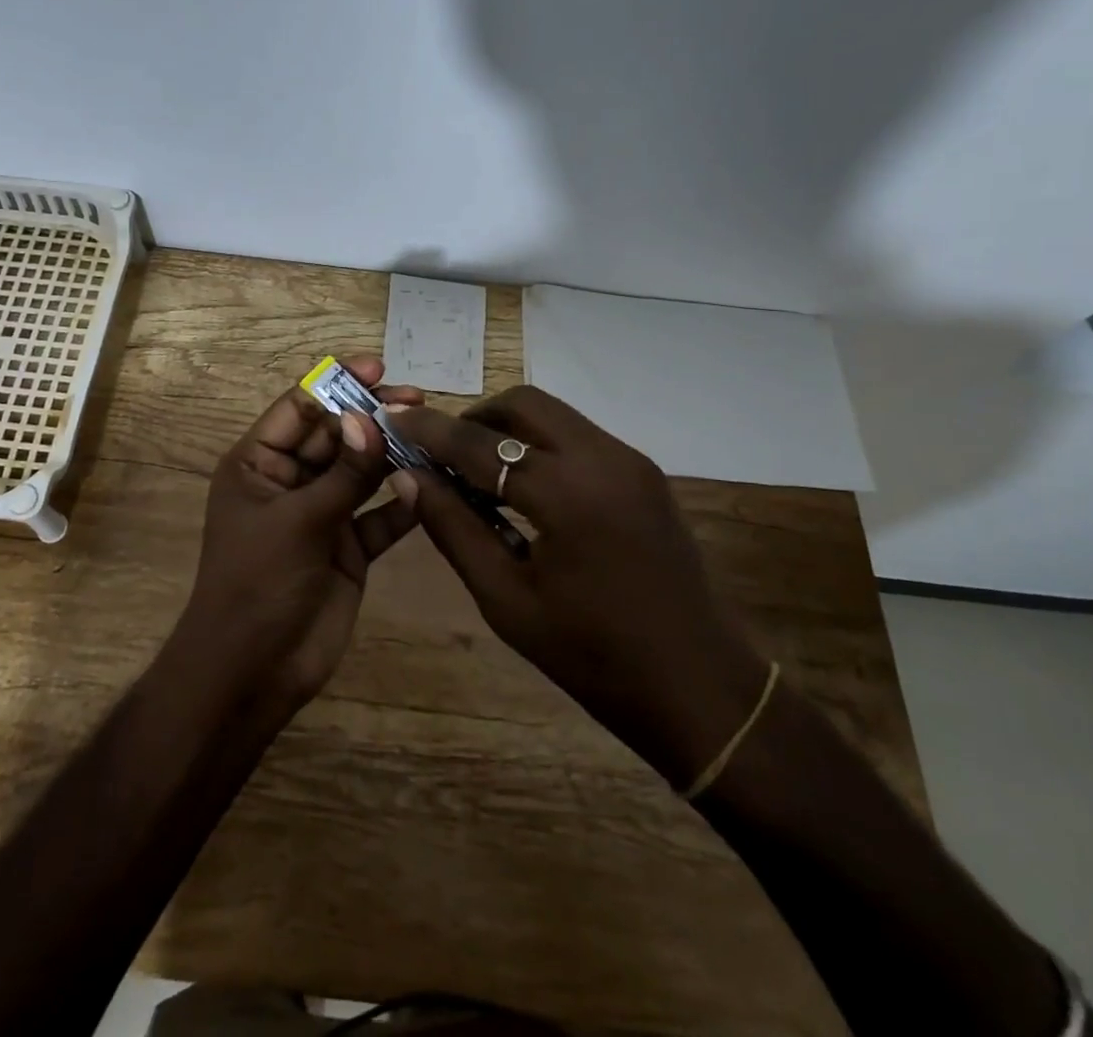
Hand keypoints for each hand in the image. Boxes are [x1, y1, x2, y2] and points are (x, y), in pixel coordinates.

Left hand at [177, 356, 422, 721]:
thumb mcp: (298, 521)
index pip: (299, 408)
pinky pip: (379, 516)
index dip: (335, 383)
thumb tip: (369, 418)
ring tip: (431, 434)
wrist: (254, 672)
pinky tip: (426, 489)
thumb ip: (342, 472)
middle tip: (417, 399)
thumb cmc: (258, 583)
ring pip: (361, 472)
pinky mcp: (349, 548)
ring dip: (391, 455)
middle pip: (335, 435)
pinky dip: (400, 503)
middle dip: (371, 416)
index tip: (378, 368)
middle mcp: (290, 481)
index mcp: (259, 464)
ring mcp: (322, 514)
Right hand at [388, 387, 767, 784]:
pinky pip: (579, 437)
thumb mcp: (507, 600)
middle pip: (524, 404)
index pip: (480, 444)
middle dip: (475, 418)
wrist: (699, 688)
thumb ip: (454, 529)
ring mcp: (631, 461)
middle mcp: (603, 458)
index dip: (430, 431)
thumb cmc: (593, 658)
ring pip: (554, 416)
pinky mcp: (644, 473)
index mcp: (568, 494)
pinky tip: (525, 489)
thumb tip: (409, 478)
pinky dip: (541, 446)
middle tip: (443, 454)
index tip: (393, 420)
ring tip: (478, 474)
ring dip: (509, 430)